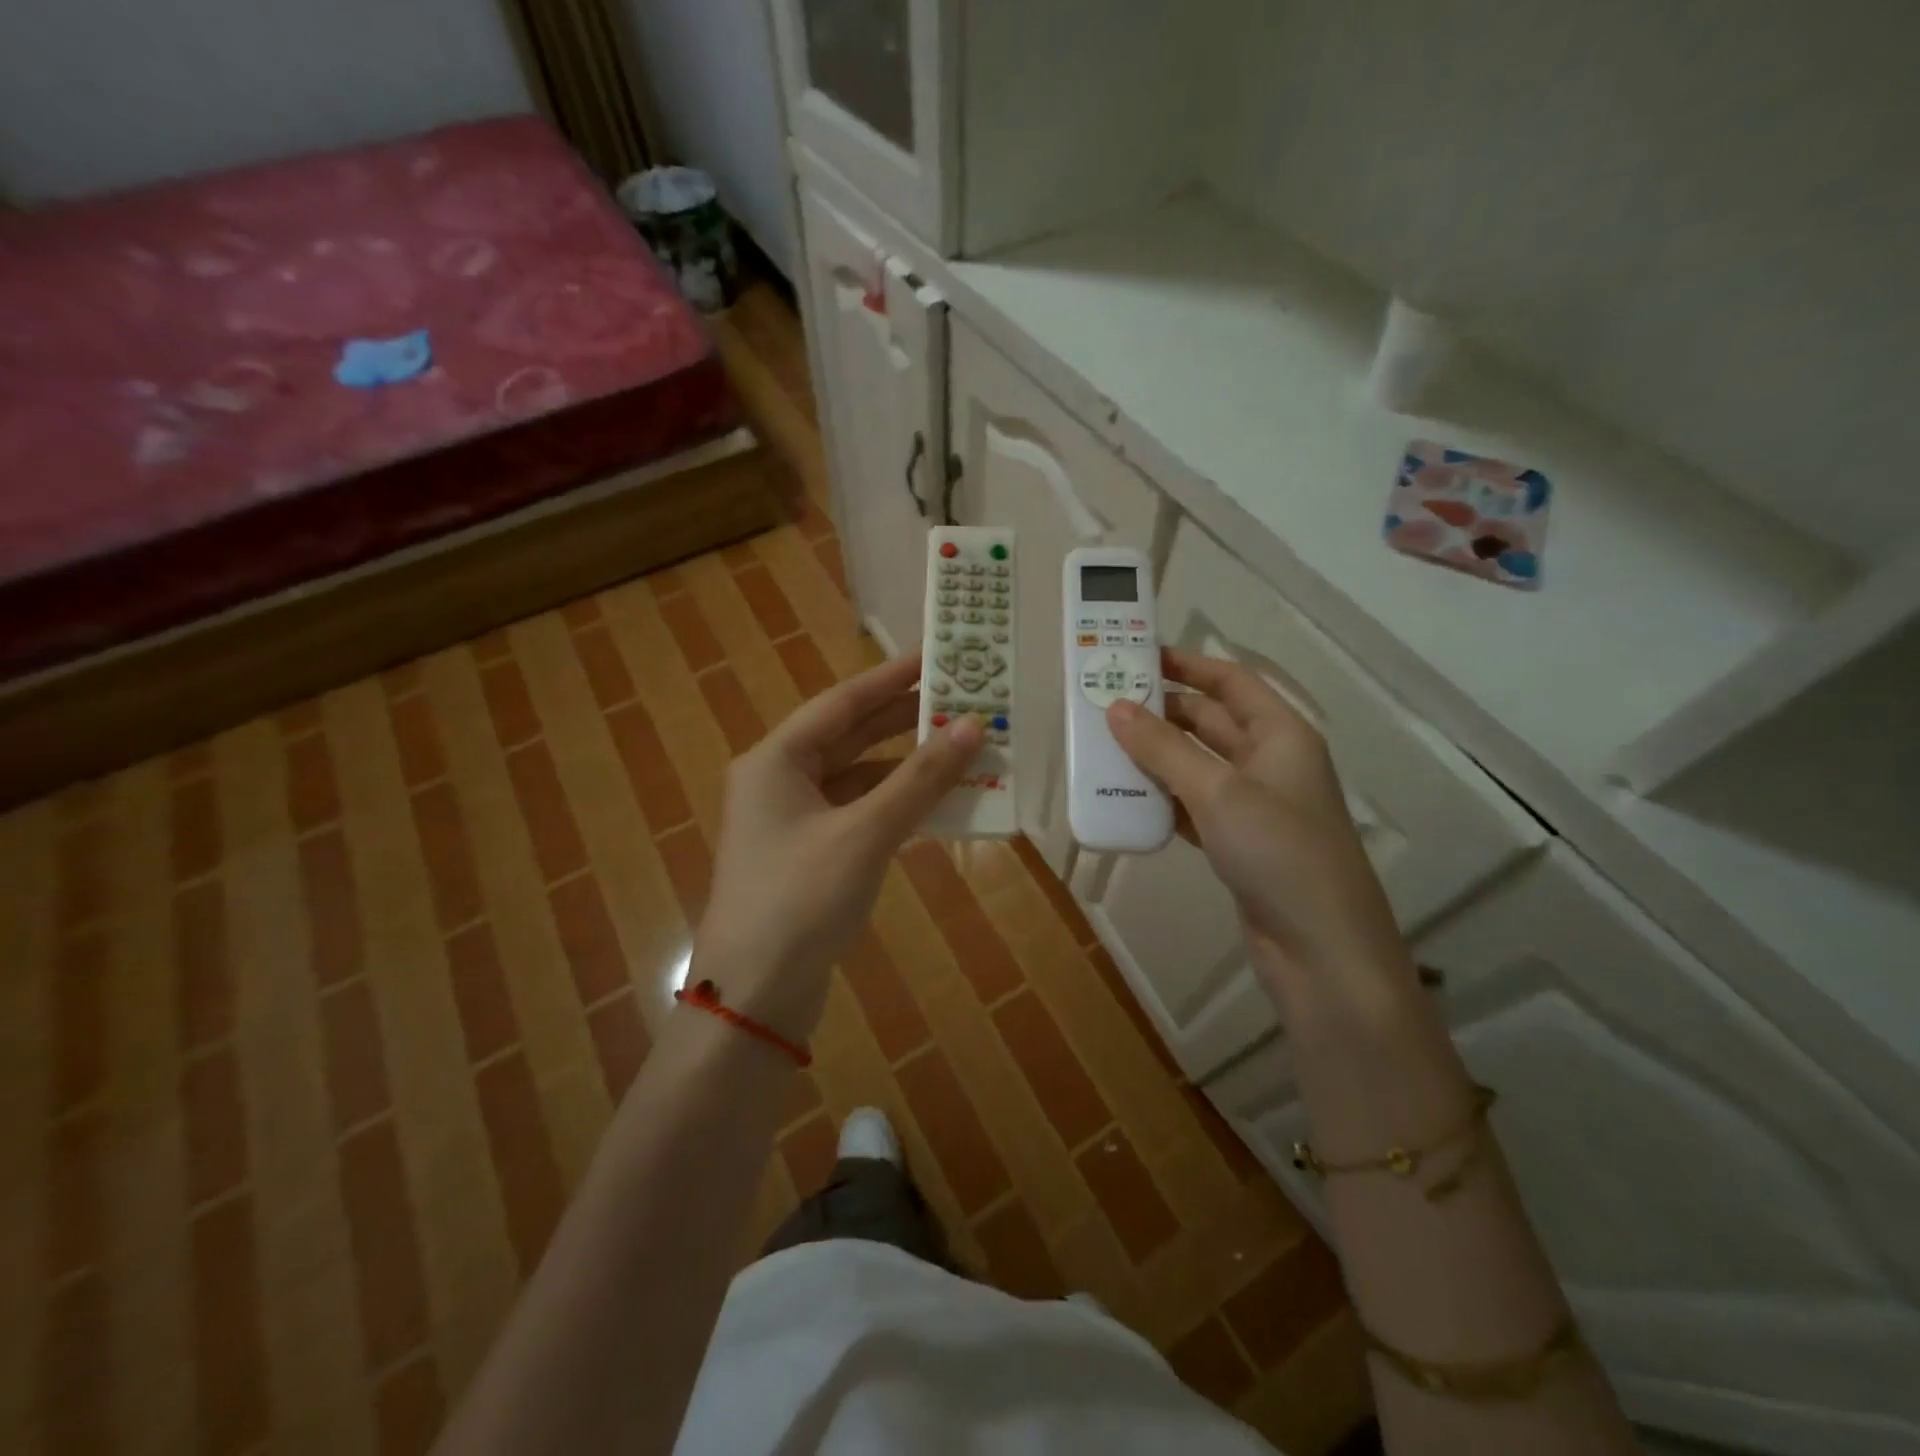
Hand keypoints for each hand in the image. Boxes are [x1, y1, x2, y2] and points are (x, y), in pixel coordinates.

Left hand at [693, 653, 983, 1040]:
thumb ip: (920, 779)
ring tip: (959, 747)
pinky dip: (895, 805)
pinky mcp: (809, 856)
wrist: (754, 997)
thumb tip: (972, 727)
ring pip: (857, 777)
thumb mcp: (865, 833)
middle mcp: (779, 781)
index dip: (891, 677)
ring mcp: (792, 821)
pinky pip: (859, 813)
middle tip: (960, 699)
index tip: (936, 656)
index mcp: (776, 760)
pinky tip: (935, 802)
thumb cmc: (801, 900)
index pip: (842, 702)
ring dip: (905, 765)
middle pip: (850, 736)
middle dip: (904, 719)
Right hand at [1106, 648, 1410, 1002]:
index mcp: (1280, 734)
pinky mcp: (1238, 842)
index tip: (1137, 657)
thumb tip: (1116, 708)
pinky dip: (1163, 798)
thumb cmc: (1278, 853)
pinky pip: (1193, 805)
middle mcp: (1269, 762)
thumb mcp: (1218, 792)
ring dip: (1156, 756)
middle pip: (1209, 721)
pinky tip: (1127, 798)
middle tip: (1105, 704)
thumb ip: (1164, 749)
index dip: (1186, 664)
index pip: (1230, 681)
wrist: (1320, 950)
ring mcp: (1254, 805)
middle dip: (1161, 711)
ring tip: (1103, 747)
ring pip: (1196, 765)